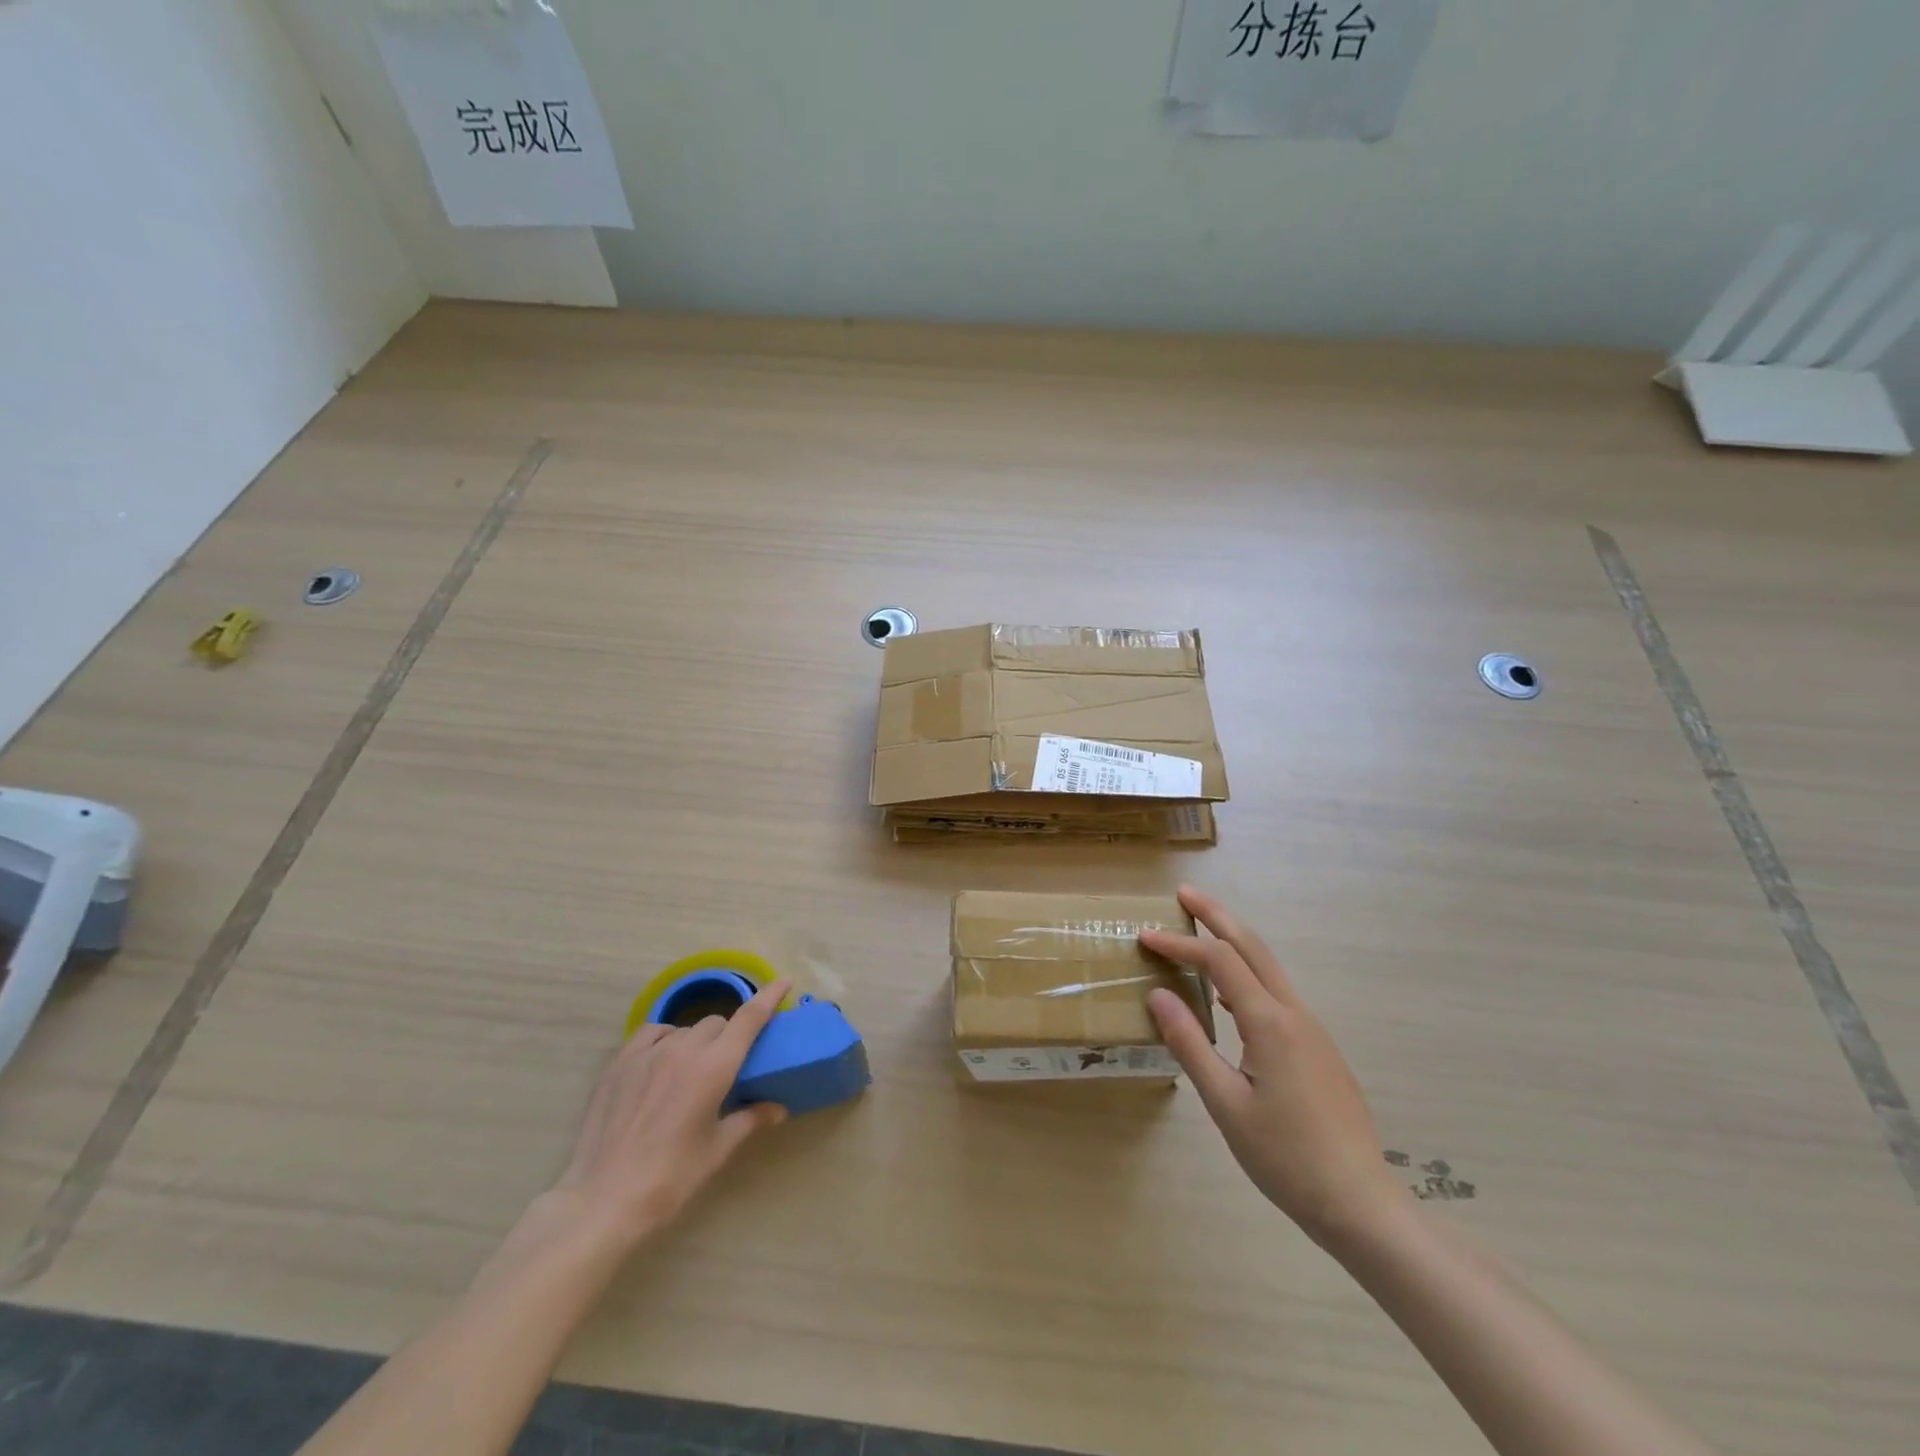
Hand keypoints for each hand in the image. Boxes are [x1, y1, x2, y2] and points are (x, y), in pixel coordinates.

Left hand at [545, 981, 790, 1250]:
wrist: (602, 1201)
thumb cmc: (670, 1178)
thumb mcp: (717, 1150)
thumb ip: (749, 1119)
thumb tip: (777, 1108)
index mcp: (714, 1067)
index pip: (749, 1018)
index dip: (769, 996)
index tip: (785, 982)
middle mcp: (683, 1049)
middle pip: (717, 1023)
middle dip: (729, 1037)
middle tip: (728, 1066)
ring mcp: (647, 1053)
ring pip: (685, 1029)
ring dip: (697, 1041)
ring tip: (691, 1071)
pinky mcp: (619, 1064)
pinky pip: (651, 1034)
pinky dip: (665, 1039)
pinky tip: (662, 1060)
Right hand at [1142, 888, 1401, 1246]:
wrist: (1361, 1204)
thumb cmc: (1285, 1158)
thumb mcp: (1225, 1104)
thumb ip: (1190, 1044)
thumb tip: (1158, 995)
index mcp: (1270, 1024)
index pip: (1219, 962)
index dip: (1181, 944)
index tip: (1145, 936)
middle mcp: (1294, 1014)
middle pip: (1253, 947)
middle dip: (1218, 917)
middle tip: (1185, 894)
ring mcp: (1312, 1031)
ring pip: (1269, 969)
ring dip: (1234, 942)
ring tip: (1201, 933)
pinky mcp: (1318, 1050)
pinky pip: (1277, 995)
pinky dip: (1248, 975)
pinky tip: (1229, 998)